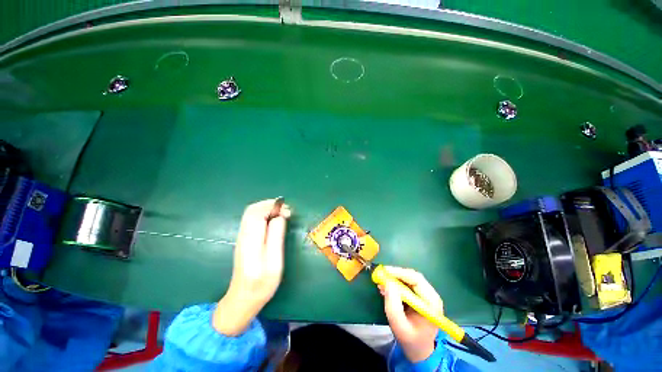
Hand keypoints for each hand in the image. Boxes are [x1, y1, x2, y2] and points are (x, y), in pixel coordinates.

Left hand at [213, 199, 290, 335]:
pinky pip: (252, 219)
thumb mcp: (274, 262)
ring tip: (282, 213)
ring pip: (251, 213)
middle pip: (252, 209)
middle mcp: (243, 235)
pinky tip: (274, 220)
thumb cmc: (262, 284)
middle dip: (270, 204)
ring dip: (267, 208)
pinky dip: (264, 214)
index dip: (273, 206)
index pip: (257, 213)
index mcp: (251, 241)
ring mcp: (242, 237)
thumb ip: (276, 237)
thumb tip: (280, 216)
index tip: (288, 211)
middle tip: (286, 210)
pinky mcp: (244, 239)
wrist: (243, 299)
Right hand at [378, 266, 442, 362]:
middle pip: (413, 276)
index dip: (400, 273)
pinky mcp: (420, 295)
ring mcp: (426, 294)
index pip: (417, 280)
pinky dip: (396, 282)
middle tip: (381, 274)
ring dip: (395, 277)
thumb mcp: (399, 326)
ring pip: (409, 278)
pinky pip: (407, 283)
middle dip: (396, 273)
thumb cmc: (410, 339)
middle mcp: (431, 295)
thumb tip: (388, 283)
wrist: (419, 349)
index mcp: (431, 303)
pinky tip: (386, 286)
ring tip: (382, 281)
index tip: (385, 271)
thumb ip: (393, 306)